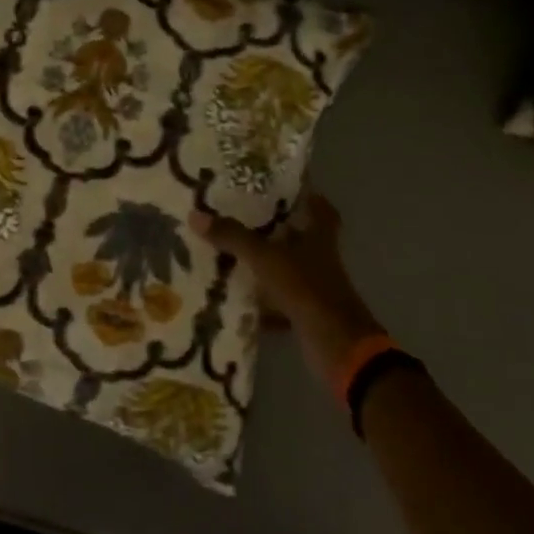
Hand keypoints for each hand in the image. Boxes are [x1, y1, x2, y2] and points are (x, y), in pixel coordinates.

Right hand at [189, 195, 381, 375]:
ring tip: (226, 251)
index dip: (306, 195)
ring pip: (284, 269)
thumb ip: (233, 237)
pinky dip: (258, 300)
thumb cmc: (307, 290)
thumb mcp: (266, 258)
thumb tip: (195, 215)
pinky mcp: (305, 313)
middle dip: (272, 229)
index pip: (320, 208)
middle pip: (297, 237)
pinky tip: (233, 295)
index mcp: (318, 237)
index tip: (281, 186)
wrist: (337, 347)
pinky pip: (277, 301)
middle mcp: (319, 259)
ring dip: (261, 264)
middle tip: (238, 216)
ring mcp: (313, 288)